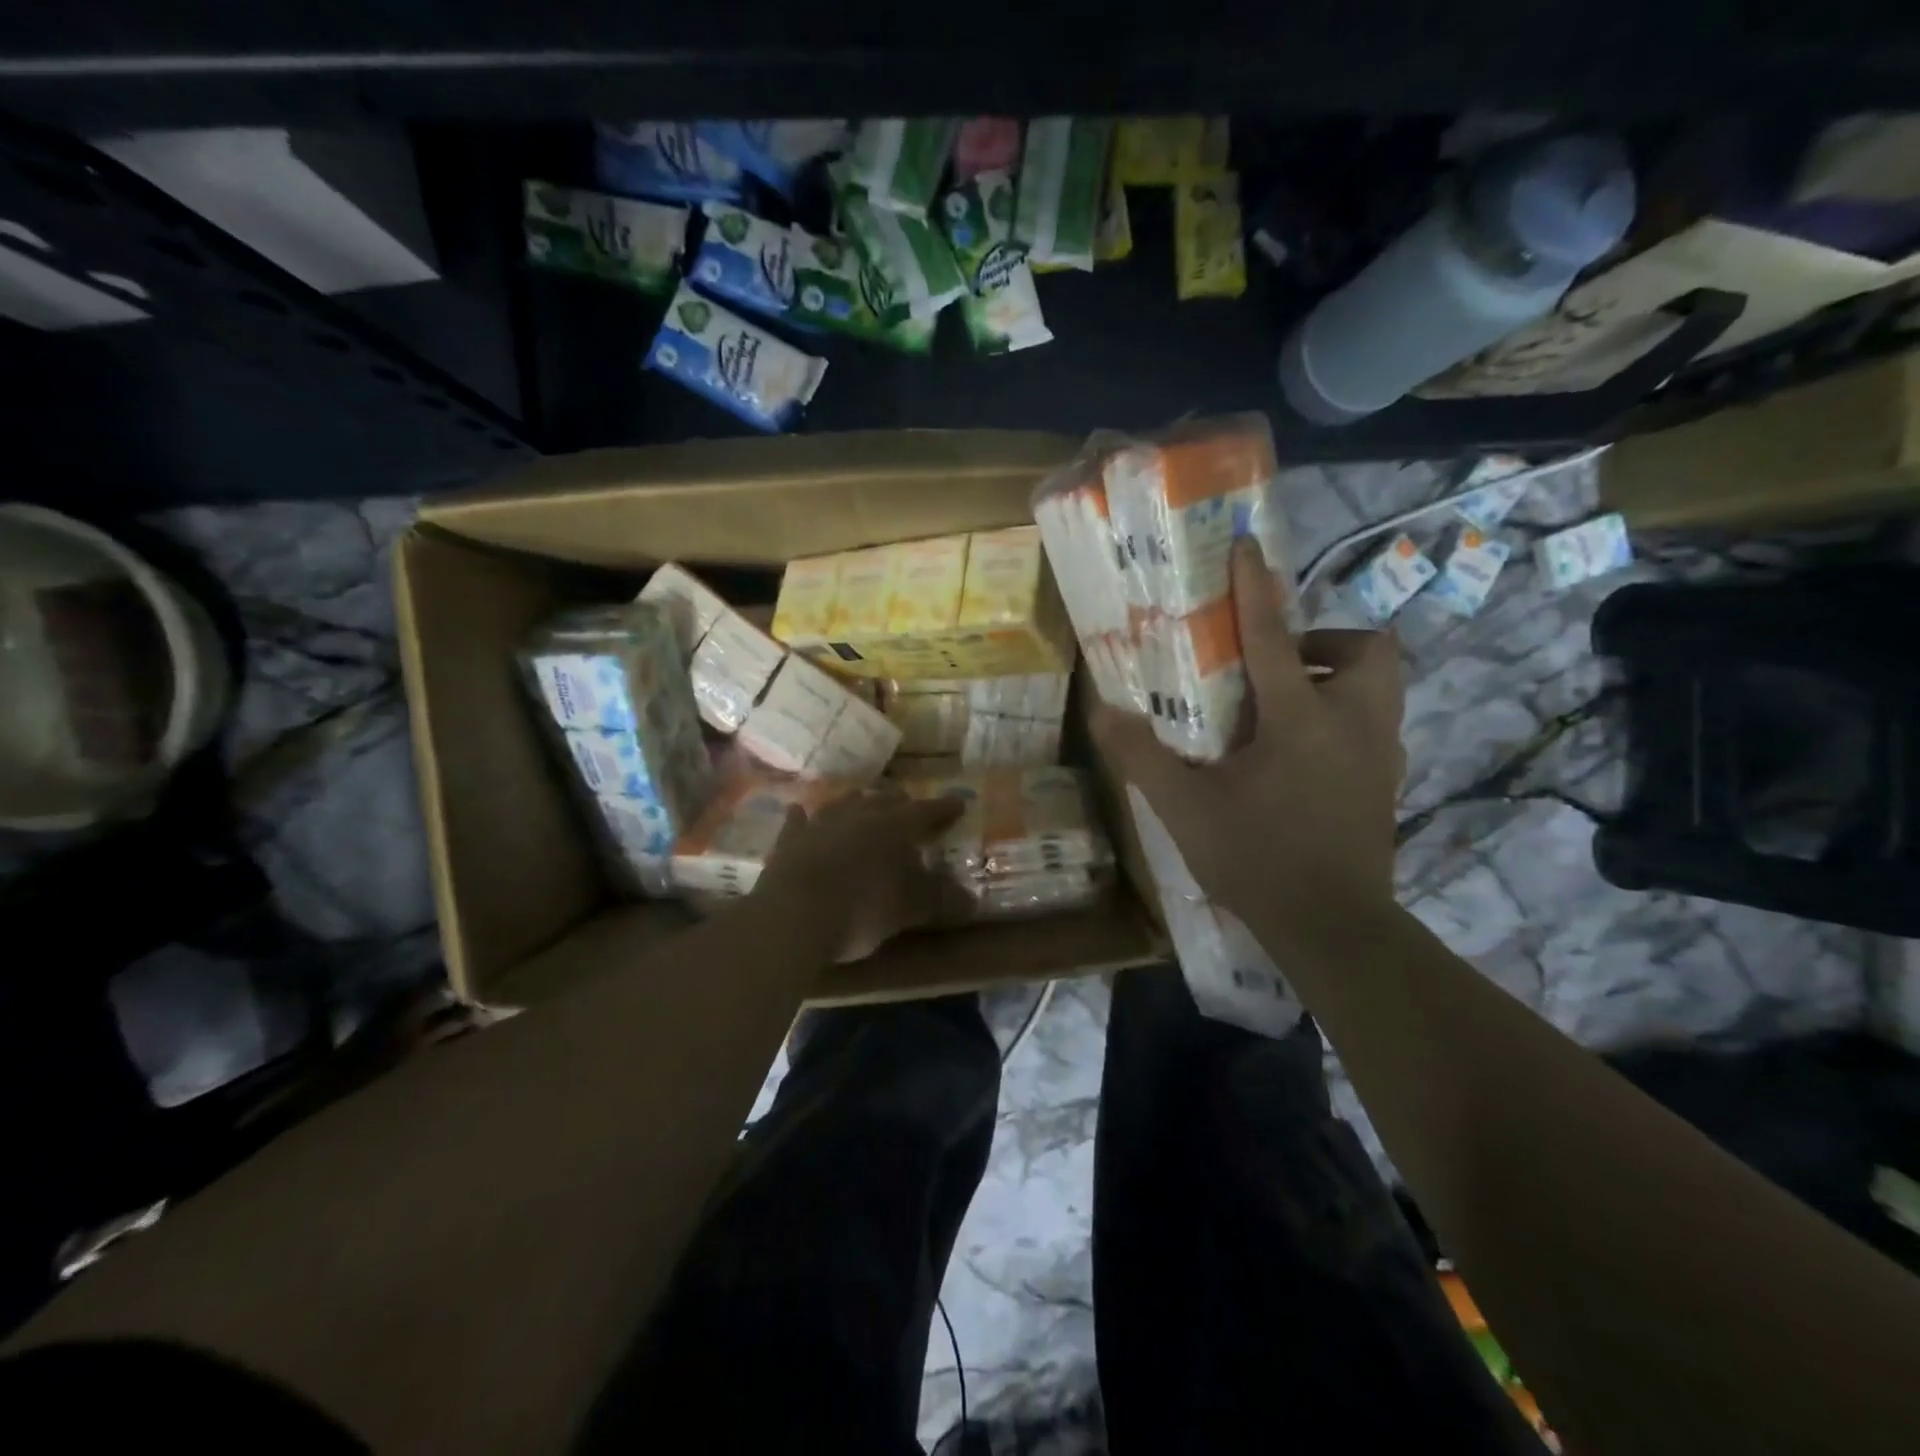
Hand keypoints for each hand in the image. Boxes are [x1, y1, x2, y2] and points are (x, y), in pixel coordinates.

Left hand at [757, 789, 971, 961]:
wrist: (794, 916)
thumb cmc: (863, 909)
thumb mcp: (910, 909)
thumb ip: (942, 900)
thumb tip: (972, 900)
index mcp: (896, 825)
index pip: (929, 811)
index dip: (946, 808)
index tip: (959, 804)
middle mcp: (861, 813)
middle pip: (886, 799)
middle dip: (901, 803)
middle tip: (911, 808)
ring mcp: (822, 822)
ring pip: (845, 802)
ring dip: (858, 804)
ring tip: (865, 805)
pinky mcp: (790, 839)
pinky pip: (800, 821)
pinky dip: (805, 818)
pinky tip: (801, 813)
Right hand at [1093, 538, 1405, 958]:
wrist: (1333, 927)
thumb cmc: (1256, 858)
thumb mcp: (1184, 807)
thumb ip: (1141, 755)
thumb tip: (1101, 710)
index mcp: (1301, 718)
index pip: (1275, 636)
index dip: (1255, 588)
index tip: (1246, 546)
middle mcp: (1354, 723)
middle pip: (1368, 648)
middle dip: (1326, 641)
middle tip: (1279, 667)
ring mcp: (1382, 754)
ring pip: (1382, 686)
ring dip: (1338, 677)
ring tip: (1287, 708)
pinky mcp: (1390, 783)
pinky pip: (1377, 724)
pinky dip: (1345, 717)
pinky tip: (1303, 756)